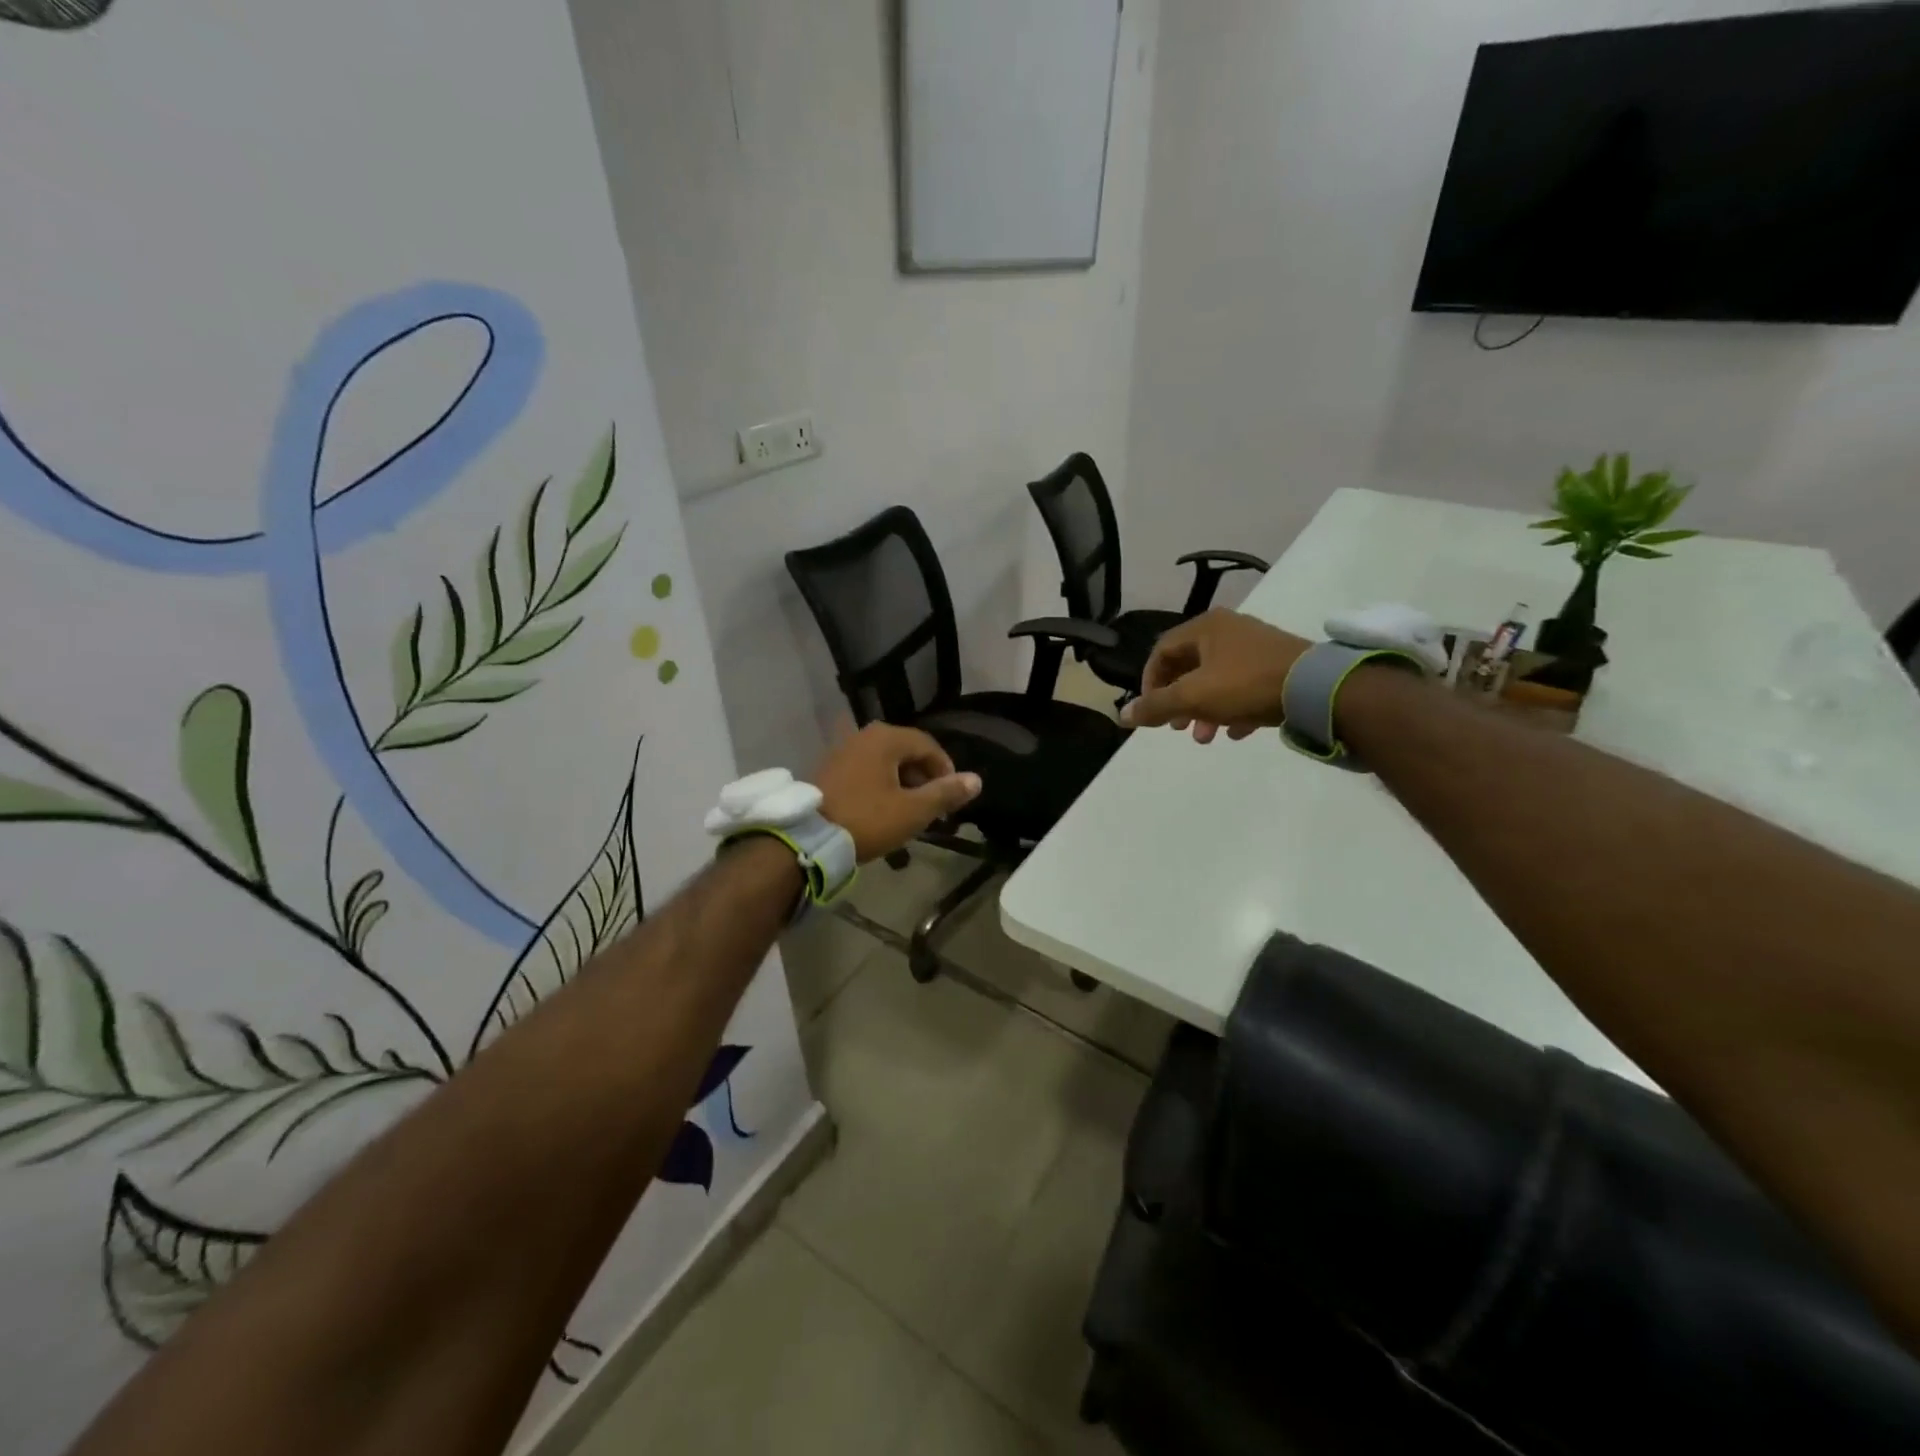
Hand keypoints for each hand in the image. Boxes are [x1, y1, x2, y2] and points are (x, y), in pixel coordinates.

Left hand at [814, 724, 981, 861]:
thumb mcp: (912, 811)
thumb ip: (945, 793)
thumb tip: (976, 780)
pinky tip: (882, 810)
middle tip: (932, 808)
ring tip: (909, 812)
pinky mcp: (828, 769)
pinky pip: (865, 770)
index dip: (946, 770)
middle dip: (924, 778)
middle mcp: (864, 735)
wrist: (808, 838)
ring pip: (885, 762)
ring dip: (902, 783)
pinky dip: (881, 785)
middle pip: (906, 751)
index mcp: (886, 739)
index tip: (951, 798)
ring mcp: (842, 750)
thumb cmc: (866, 820)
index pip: (928, 745)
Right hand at [1121, 609, 1311, 742]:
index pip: (1161, 651)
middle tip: (1178, 728)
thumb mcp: (1193, 697)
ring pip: (1216, 680)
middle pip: (1189, 667)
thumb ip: (1155, 706)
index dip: (1150, 683)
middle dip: (1179, 702)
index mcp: (1205, 627)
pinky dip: (1232, 709)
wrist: (1315, 688)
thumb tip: (1121, 716)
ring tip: (1205, 736)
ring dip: (1204, 710)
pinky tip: (1236, 732)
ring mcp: (1255, 646)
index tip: (1152, 711)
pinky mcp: (1277, 665)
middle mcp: (1228, 630)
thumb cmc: (1245, 684)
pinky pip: (1243, 687)